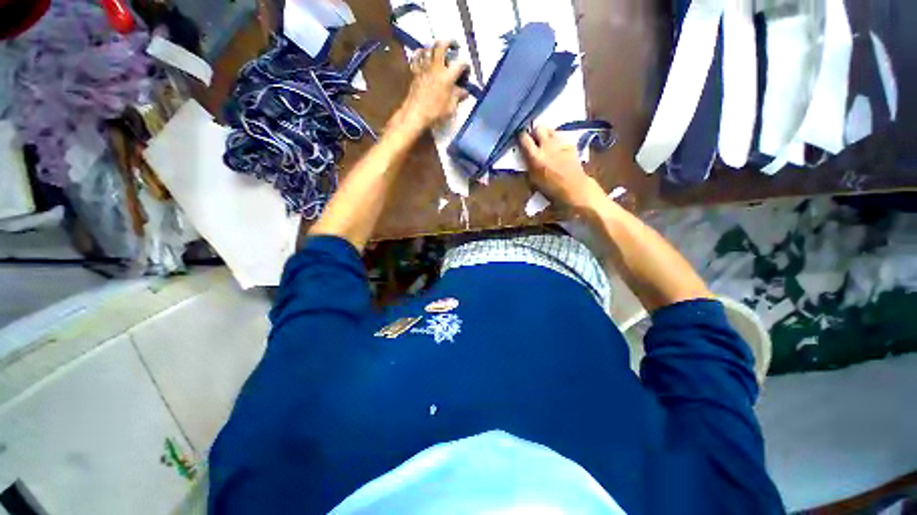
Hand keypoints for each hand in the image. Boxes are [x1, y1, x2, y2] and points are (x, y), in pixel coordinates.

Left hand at [396, 41, 469, 129]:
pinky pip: (416, 57)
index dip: (466, 66)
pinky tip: (423, 55)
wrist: (415, 114)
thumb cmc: (435, 113)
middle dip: (450, 42)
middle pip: (442, 45)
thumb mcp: (451, 108)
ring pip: (428, 48)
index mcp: (447, 76)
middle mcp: (435, 67)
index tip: (467, 72)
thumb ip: (458, 97)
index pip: (460, 64)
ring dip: (435, 47)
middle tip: (455, 45)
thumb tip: (464, 92)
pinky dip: (421, 53)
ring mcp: (423, 67)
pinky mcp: (414, 72)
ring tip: (439, 51)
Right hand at [519, 126, 605, 211]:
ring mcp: (561, 142)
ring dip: (547, 135)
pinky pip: (561, 137)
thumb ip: (528, 164)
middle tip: (535, 141)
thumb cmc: (550, 189)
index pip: (524, 137)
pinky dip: (558, 141)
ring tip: (547, 145)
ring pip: (551, 130)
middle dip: (535, 133)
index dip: (521, 137)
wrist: (574, 188)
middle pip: (539, 127)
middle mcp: (547, 145)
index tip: (521, 141)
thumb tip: (525, 156)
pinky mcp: (571, 143)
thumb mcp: (533, 179)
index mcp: (535, 156)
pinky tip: (558, 150)